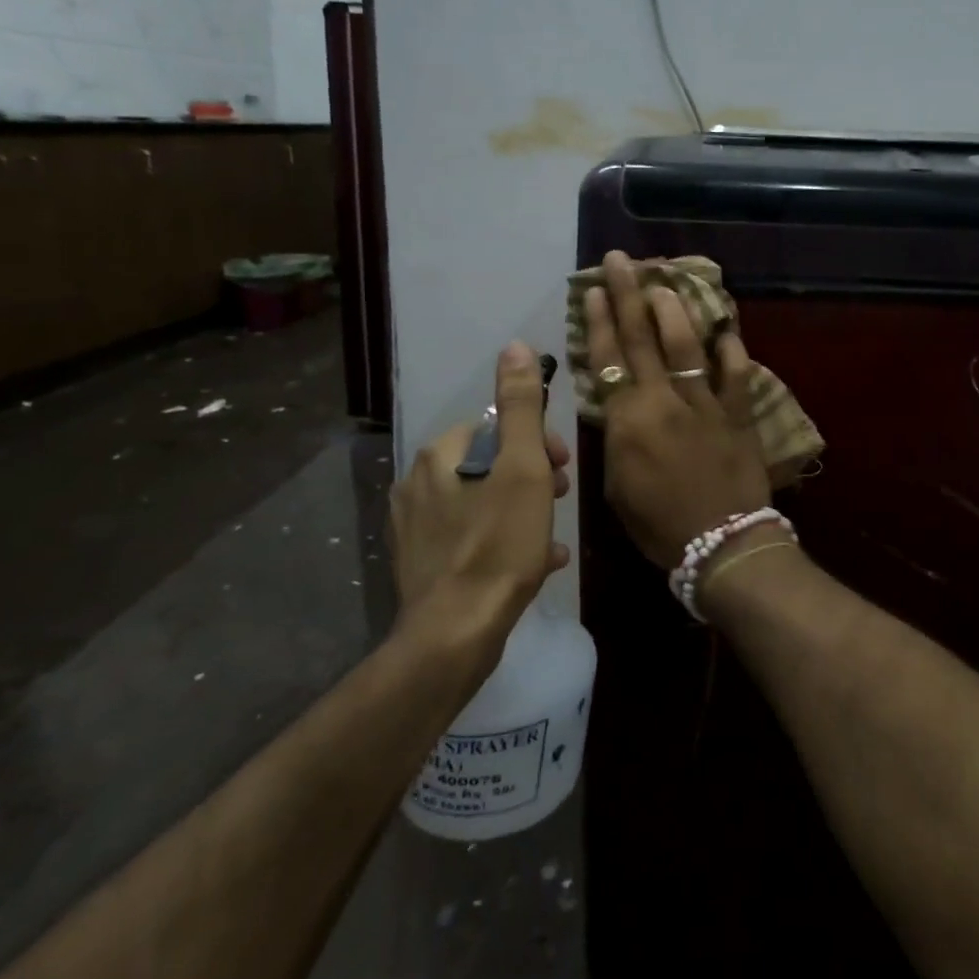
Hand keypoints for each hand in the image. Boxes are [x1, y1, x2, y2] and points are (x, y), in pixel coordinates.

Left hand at [388, 342, 571, 627]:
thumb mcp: (524, 466)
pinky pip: (469, 537)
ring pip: (481, 502)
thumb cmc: (499, 540)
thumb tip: (514, 346)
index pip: (496, 426)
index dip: (537, 443)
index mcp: (441, 454)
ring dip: (520, 510)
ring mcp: (414, 526)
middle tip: (559, 501)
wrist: (455, 632)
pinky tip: (532, 564)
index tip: (564, 468)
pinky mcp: (418, 563)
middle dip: (531, 476)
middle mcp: (417, 482)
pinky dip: (500, 540)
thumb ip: (520, 405)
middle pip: (489, 464)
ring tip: (549, 538)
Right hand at [584, 251, 772, 569]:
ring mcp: (705, 403)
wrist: (723, 544)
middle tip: (621, 260)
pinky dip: (731, 350)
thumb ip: (617, 439)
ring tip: (664, 283)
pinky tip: (725, 330)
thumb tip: (620, 408)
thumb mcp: (617, 487)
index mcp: (629, 420)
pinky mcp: (738, 413)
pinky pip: (736, 374)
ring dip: (674, 309)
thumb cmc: (660, 526)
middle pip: (642, 338)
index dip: (599, 321)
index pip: (608, 358)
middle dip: (628, 294)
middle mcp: (665, 400)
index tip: (593, 289)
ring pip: (687, 345)